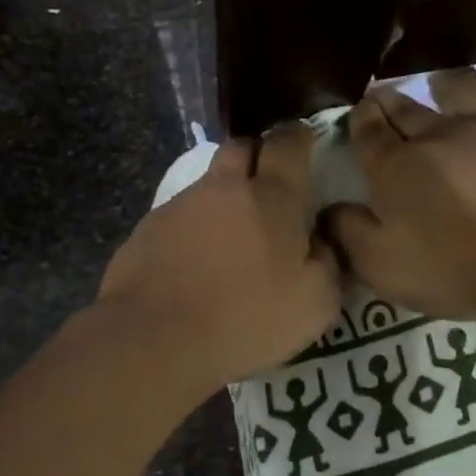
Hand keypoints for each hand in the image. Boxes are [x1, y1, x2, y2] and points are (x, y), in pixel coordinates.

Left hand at [99, 124, 341, 388]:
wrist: (156, 337)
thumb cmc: (247, 319)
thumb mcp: (316, 303)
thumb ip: (328, 261)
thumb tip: (319, 240)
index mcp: (272, 198)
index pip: (289, 145)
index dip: (300, 138)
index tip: (306, 142)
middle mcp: (225, 188)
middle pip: (242, 147)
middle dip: (258, 155)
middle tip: (269, 183)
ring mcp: (180, 205)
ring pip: (209, 183)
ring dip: (224, 196)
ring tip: (230, 234)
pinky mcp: (147, 228)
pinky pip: (180, 215)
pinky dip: (194, 227)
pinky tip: (195, 261)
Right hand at [326, 68, 475, 321]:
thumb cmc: (455, 270)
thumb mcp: (381, 267)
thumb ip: (348, 233)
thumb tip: (329, 209)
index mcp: (398, 166)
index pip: (368, 131)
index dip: (360, 119)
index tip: (358, 112)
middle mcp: (443, 134)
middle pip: (409, 107)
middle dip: (391, 100)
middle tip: (385, 98)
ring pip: (468, 88)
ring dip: (451, 84)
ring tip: (444, 85)